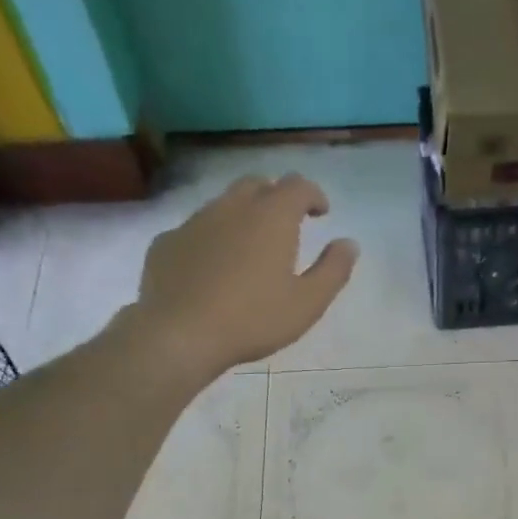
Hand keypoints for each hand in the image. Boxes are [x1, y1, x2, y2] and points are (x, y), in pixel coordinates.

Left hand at [125, 174, 357, 375]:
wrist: (181, 333)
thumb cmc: (253, 319)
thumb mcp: (307, 304)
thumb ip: (333, 271)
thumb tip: (349, 244)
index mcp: (272, 217)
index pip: (298, 186)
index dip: (313, 194)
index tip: (321, 212)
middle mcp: (232, 207)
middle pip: (258, 185)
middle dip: (276, 197)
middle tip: (286, 223)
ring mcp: (195, 221)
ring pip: (224, 204)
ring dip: (242, 215)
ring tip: (250, 247)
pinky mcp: (167, 242)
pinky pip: (196, 230)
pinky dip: (212, 239)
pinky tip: (213, 268)